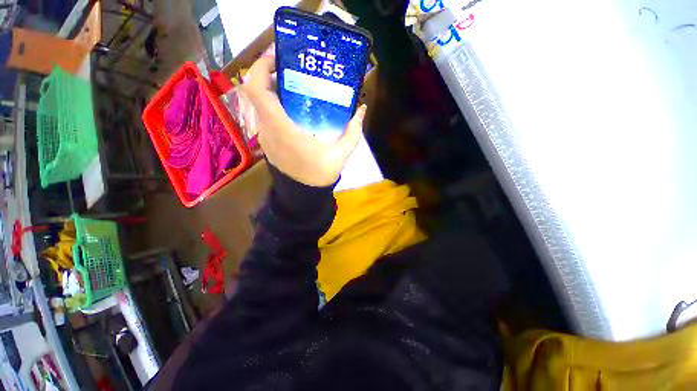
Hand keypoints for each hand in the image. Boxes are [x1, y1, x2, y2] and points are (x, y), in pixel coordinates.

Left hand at [242, 49, 366, 186]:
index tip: (278, 55)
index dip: (261, 66)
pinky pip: (266, 116)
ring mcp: (265, 136)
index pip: (257, 89)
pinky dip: (276, 105)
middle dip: (271, 74)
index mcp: (282, 128)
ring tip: (296, 85)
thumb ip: (353, 130)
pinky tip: (295, 108)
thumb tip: (361, 109)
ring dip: (274, 90)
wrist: (303, 195)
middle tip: (293, 68)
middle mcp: (267, 129)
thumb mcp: (341, 153)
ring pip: (261, 104)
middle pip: (257, 92)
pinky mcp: (268, 142)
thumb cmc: (320, 174)